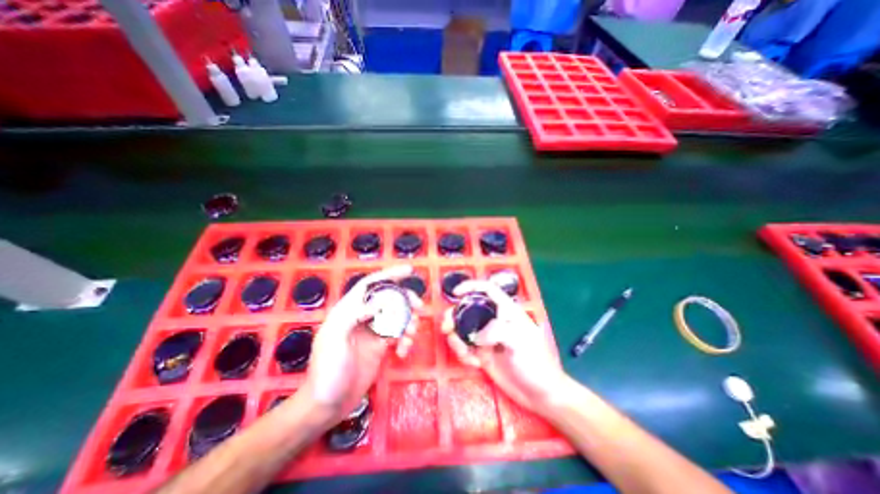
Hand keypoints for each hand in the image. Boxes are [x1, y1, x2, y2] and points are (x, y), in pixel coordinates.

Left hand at [301, 264, 420, 422]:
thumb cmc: (327, 370)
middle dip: (405, 300)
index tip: (409, 271)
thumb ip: (355, 315)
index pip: (370, 285)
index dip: (389, 274)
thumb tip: (381, 300)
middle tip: (419, 307)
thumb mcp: (335, 339)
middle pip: (388, 299)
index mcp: (348, 310)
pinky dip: (405, 339)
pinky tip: (404, 351)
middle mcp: (362, 317)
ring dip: (408, 321)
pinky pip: (398, 335)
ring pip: (396, 316)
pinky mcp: (381, 346)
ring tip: (412, 333)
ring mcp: (372, 331)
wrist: (327, 405)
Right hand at [440, 279, 570, 413]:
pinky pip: (464, 348)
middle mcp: (493, 320)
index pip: (487, 290)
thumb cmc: (535, 362)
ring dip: (456, 340)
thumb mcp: (520, 341)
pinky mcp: (481, 353)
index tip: (455, 294)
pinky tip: (474, 364)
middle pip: (467, 309)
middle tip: (446, 329)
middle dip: (453, 316)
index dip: (471, 287)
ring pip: (462, 329)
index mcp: (506, 311)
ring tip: (465, 354)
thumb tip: (476, 337)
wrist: (539, 394)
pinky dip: (463, 354)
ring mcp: (486, 337)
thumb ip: (498, 331)